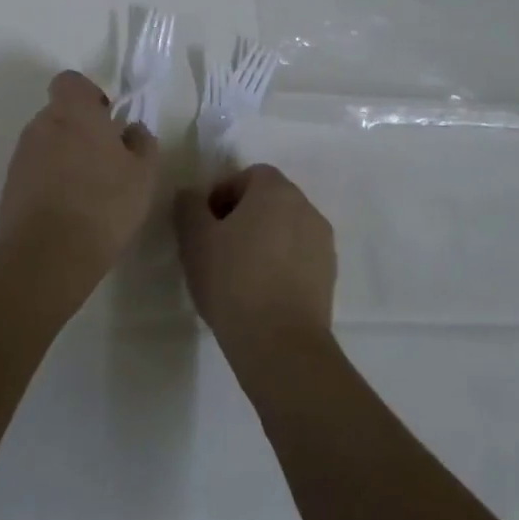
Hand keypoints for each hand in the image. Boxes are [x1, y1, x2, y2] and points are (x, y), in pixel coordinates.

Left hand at [0, 71, 159, 276]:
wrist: (50, 253)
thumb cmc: (105, 203)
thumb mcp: (143, 174)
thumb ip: (142, 143)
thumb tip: (133, 130)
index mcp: (73, 113)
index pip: (70, 82)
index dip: (88, 95)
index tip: (107, 119)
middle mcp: (41, 125)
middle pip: (59, 114)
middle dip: (79, 130)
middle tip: (104, 160)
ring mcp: (21, 156)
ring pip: (46, 143)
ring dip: (64, 157)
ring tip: (87, 190)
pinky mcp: (9, 186)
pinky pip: (33, 171)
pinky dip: (48, 181)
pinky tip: (67, 210)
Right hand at [174, 165, 335, 357]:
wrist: (281, 344)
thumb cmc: (233, 280)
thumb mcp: (195, 239)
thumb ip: (189, 206)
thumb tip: (193, 196)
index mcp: (276, 191)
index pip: (249, 175)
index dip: (223, 193)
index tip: (205, 224)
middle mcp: (306, 209)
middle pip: (270, 201)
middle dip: (242, 217)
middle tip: (217, 247)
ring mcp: (323, 244)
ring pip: (285, 230)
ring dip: (263, 241)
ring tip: (237, 274)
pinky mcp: (329, 277)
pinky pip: (298, 258)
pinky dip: (280, 265)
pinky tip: (259, 293)